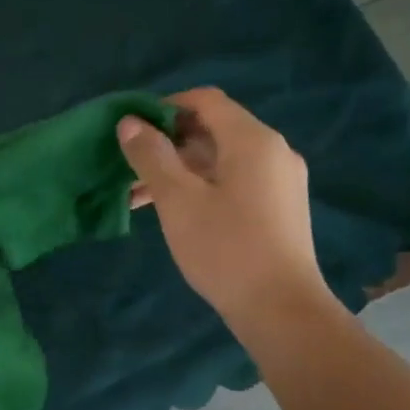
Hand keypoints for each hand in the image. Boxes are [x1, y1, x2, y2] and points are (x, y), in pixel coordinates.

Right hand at [118, 87, 337, 325]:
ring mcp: (280, 181)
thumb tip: (130, 122)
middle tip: (129, 167)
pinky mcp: (279, 208)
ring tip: (139, 196)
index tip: (131, 130)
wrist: (281, 309)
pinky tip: (173, 212)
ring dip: (179, 170)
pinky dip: (201, 187)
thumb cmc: (225, 248)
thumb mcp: (178, 200)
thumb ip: (152, 156)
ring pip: (221, 160)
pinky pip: (234, 182)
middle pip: (213, 130)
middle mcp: (273, 152)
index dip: (164, 107)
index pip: (205, 101)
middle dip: (167, 144)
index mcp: (252, 140)